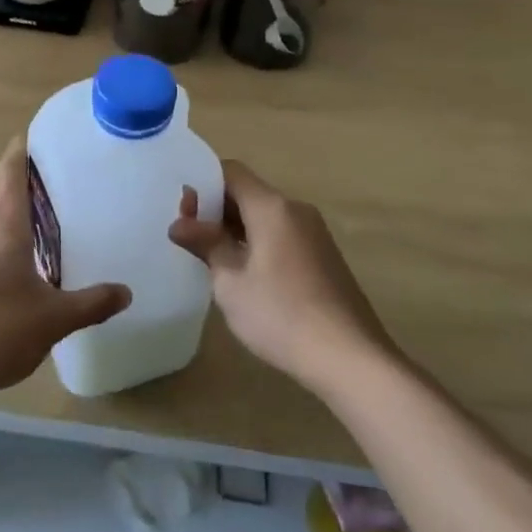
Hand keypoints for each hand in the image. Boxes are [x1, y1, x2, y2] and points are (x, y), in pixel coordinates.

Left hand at [0, 136, 129, 402]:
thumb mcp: (53, 320)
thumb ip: (92, 304)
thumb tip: (127, 292)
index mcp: (4, 226)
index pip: (11, 171)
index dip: (22, 149)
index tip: (38, 134)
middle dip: (17, 171)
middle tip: (49, 170)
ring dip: (5, 199)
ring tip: (35, 206)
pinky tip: (11, 252)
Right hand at [169, 162, 391, 394]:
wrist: (352, 359)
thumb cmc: (281, 315)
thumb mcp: (231, 282)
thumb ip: (206, 245)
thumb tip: (179, 225)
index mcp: (272, 207)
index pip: (231, 172)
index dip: (203, 184)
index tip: (183, 213)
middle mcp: (296, 210)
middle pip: (248, 193)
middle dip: (216, 209)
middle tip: (191, 239)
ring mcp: (315, 233)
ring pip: (265, 216)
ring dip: (236, 228)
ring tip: (213, 259)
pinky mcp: (324, 257)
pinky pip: (282, 235)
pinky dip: (258, 243)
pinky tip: (246, 276)